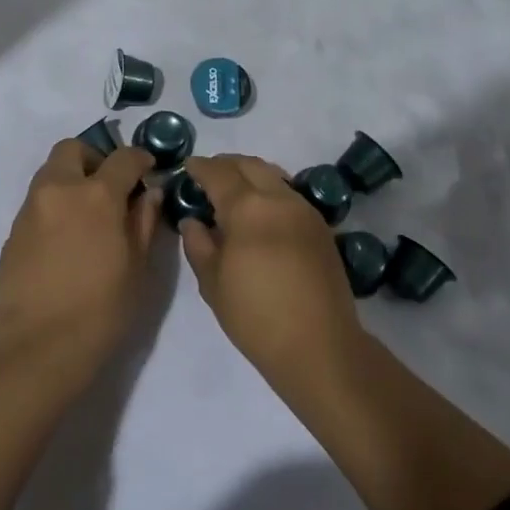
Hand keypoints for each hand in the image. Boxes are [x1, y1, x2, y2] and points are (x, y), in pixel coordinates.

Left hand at [0, 138, 158, 368]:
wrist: (37, 344)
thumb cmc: (100, 309)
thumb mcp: (137, 267)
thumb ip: (144, 221)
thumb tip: (149, 193)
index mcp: (97, 195)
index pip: (123, 158)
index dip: (140, 159)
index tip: (148, 170)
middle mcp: (59, 189)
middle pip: (73, 149)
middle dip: (95, 158)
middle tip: (110, 187)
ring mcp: (31, 207)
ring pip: (51, 171)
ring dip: (72, 178)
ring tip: (89, 214)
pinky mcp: (14, 229)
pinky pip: (38, 199)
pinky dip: (56, 203)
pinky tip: (67, 237)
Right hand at [180, 154, 362, 380]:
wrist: (319, 345)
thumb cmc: (256, 316)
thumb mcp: (213, 283)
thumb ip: (198, 244)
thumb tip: (193, 221)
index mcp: (248, 207)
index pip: (219, 173)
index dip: (200, 167)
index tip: (188, 166)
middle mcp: (279, 198)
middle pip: (250, 165)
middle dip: (227, 164)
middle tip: (209, 174)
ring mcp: (305, 210)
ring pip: (274, 176)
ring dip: (251, 175)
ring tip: (234, 191)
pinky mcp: (321, 227)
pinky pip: (289, 195)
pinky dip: (270, 192)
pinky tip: (261, 212)